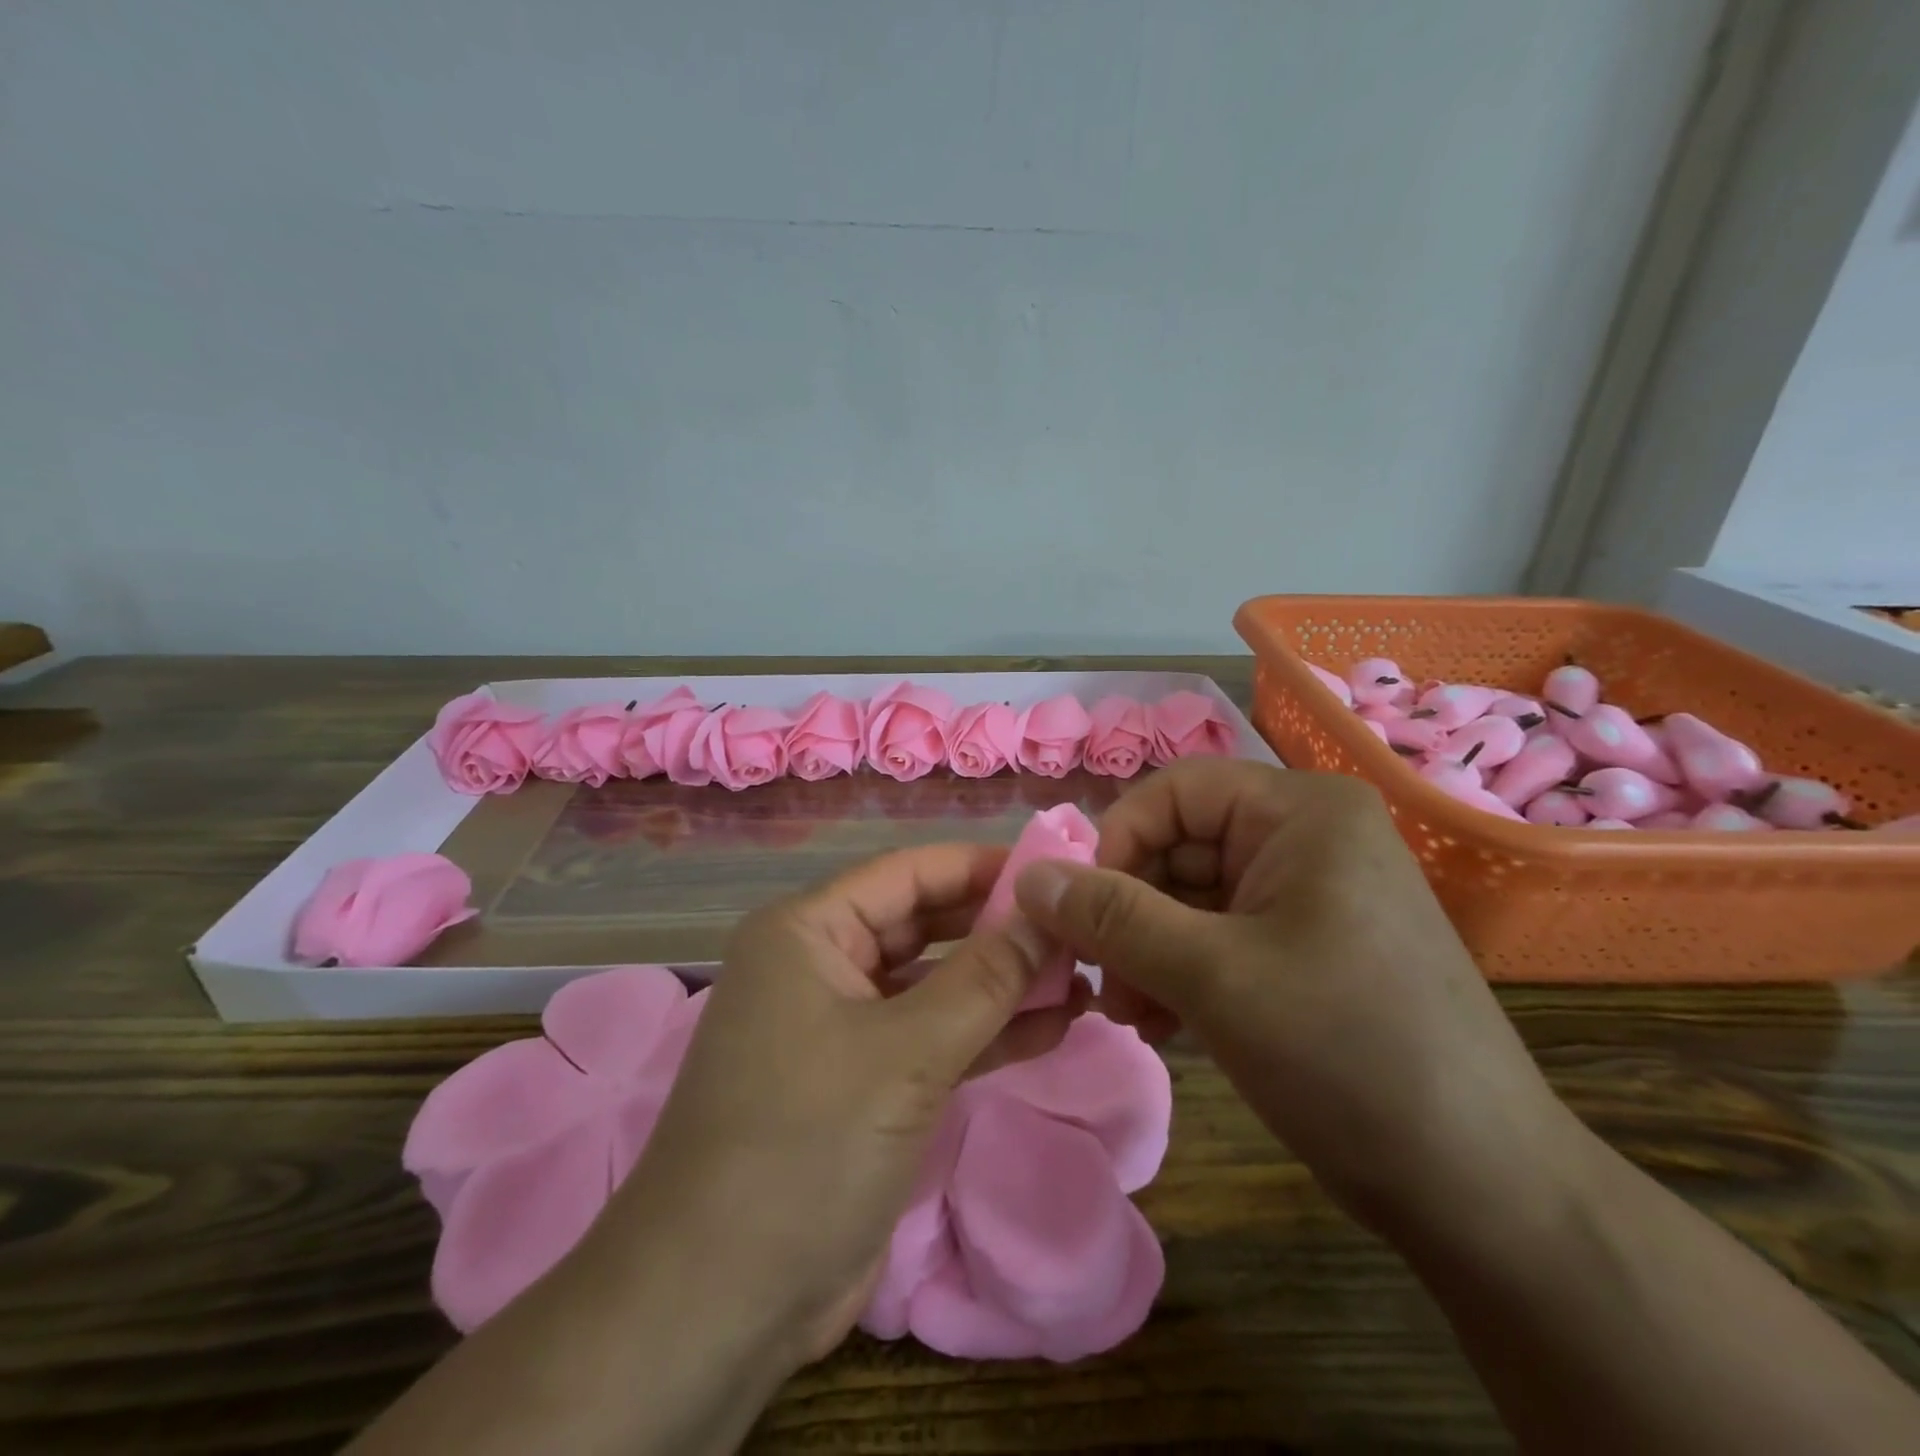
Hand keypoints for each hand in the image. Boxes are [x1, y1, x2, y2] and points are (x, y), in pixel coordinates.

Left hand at [601, 843, 1080, 1373]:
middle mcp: (821, 965)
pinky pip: (934, 1038)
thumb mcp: (907, 1052)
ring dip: (1002, 983)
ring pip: (935, 985)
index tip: (1054, 872)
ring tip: (1082, 977)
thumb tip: (1049, 916)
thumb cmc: (806, 1144)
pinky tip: (1054, 1027)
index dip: (981, 867)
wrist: (720, 1304)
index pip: (908, 874)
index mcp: (807, 931)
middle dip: (998, 928)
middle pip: (924, 926)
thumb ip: (986, 978)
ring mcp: (843, 1028)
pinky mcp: (865, 1084)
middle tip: (1077, 928)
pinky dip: (987, 1032)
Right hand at [1013, 758, 1575, 1232]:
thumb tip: (1028, 877)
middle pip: (1180, 846)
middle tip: (1096, 978)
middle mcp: (1307, 838)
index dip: (1116, 842)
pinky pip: (1220, 936)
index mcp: (1300, 813)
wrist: (1482, 1189)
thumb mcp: (1212, 976)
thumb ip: (1111, 918)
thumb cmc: (1345, 1052)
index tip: (1079, 913)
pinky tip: (1160, 1024)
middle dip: (1128, 911)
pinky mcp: (1307, 947)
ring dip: (1146, 949)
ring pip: (1193, 897)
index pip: (1175, 791)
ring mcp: (1309, 895)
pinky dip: (1180, 971)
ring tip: (1125, 1013)